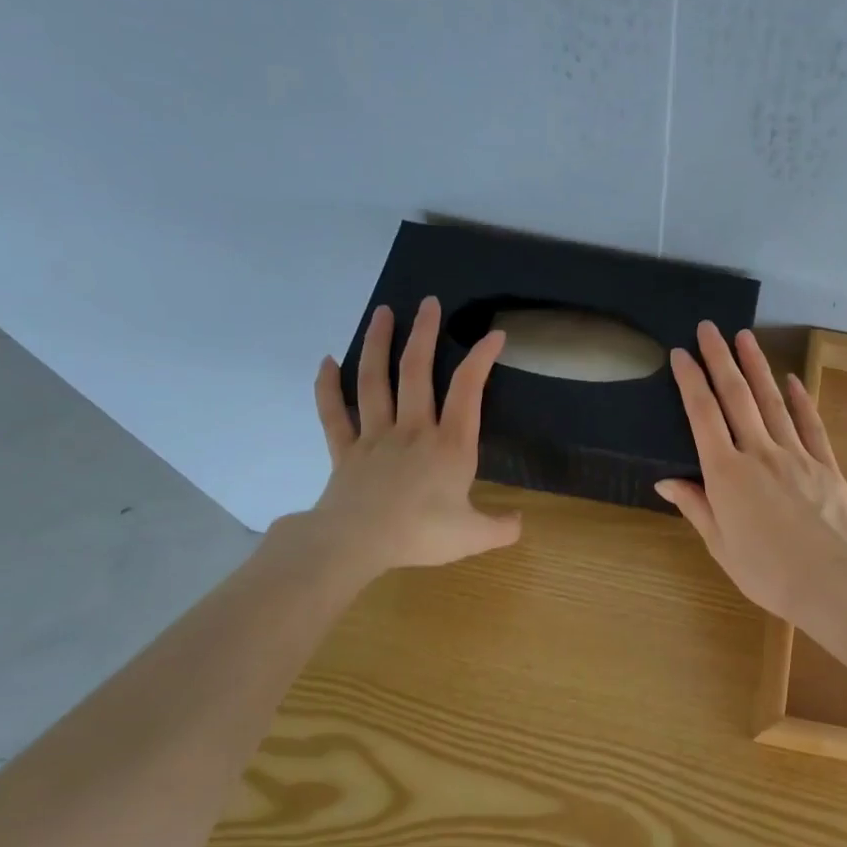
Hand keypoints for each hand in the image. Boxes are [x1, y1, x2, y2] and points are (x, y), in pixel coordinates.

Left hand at [290, 297, 521, 583]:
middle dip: (424, 333)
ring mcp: (375, 436)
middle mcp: (413, 429)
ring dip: (377, 344)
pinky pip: (333, 413)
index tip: (494, 334)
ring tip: (383, 313)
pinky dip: (327, 387)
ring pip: (374, 381)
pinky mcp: (345, 450)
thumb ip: (500, 527)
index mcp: (450, 444)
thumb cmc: (421, 534)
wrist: (357, 543)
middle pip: (417, 371)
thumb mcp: (473, 536)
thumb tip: (520, 523)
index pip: (468, 390)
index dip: (481, 358)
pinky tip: (327, 361)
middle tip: (428, 302)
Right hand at [656, 322, 846, 622]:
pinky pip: (809, 424)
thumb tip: (667, 480)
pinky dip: (799, 399)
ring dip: (757, 367)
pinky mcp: (825, 465)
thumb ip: (696, 506)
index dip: (690, 382)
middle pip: (736, 397)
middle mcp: (759, 453)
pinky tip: (790, 380)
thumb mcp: (720, 545)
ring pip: (772, 402)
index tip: (680, 354)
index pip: (702, 416)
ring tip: (745, 337)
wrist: (832, 583)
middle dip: (720, 359)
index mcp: (726, 474)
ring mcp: (796, 455)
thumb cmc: (766, 572)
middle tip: (709, 327)